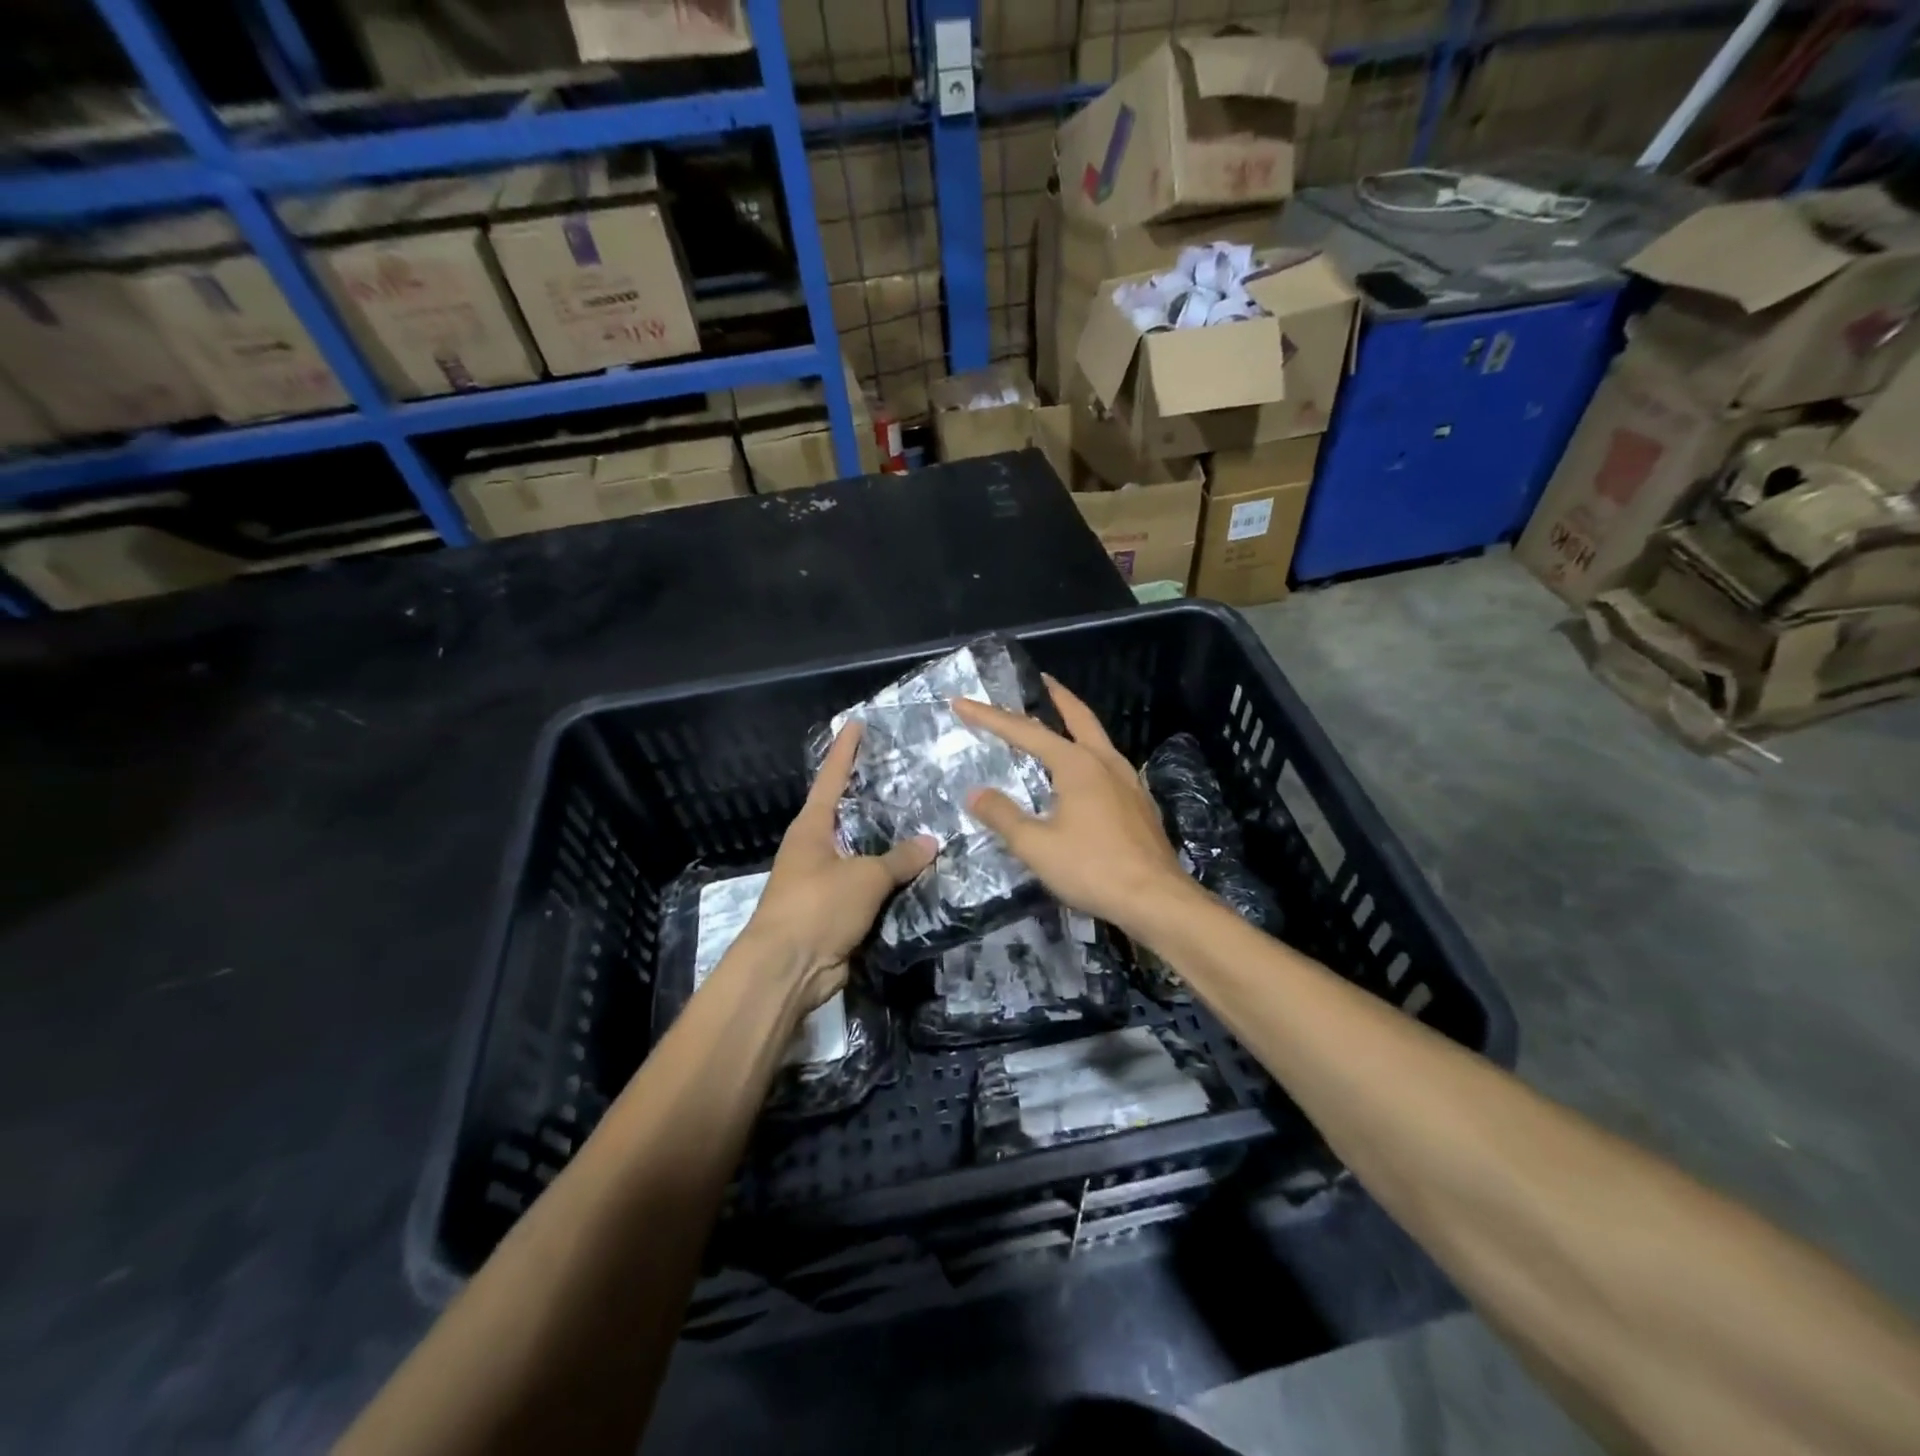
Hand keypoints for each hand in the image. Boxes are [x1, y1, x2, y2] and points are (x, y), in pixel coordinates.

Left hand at [740, 720, 937, 1011]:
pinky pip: (870, 887)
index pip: (831, 778)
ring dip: (888, 843)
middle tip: (906, 774)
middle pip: (847, 814)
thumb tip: (932, 842)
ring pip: (863, 853)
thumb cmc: (818, 907)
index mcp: (811, 828)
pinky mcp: (837, 911)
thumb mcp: (864, 877)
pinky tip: (919, 871)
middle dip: (872, 797)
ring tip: (924, 821)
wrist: (789, 969)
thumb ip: (899, 858)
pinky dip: (891, 880)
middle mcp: (815, 848)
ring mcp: (825, 881)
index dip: (845, 751)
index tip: (857, 723)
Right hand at [952, 677, 1194, 938]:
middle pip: (1078, 717)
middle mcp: (1105, 762)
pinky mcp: (1139, 803)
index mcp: (1077, 764)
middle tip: (1040, 679)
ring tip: (1058, 723)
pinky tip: (1084, 774)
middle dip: (1056, 696)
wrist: (1156, 899)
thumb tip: (975, 793)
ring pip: (1097, 739)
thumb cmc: (1093, 868)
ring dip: (1075, 724)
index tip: (962, 703)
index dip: (990, 717)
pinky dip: (1089, 753)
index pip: (1024, 731)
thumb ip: (1003, 816)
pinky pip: (1108, 764)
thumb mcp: (1036, 846)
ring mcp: (1128, 781)